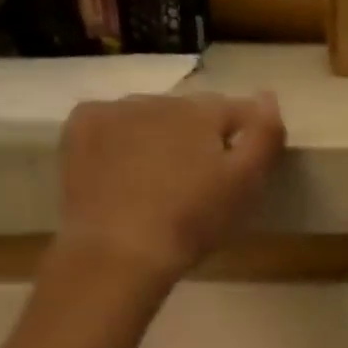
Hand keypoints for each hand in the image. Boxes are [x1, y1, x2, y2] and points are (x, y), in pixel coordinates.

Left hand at [53, 92, 285, 288]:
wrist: (119, 251)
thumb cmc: (192, 221)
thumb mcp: (246, 184)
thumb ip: (264, 136)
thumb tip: (268, 96)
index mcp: (200, 111)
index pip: (235, 110)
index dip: (244, 136)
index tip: (243, 167)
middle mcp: (157, 99)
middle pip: (189, 113)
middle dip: (198, 137)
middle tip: (199, 182)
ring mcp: (113, 110)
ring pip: (149, 117)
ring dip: (159, 137)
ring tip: (159, 180)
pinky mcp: (79, 129)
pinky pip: (111, 125)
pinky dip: (120, 140)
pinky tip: (122, 172)